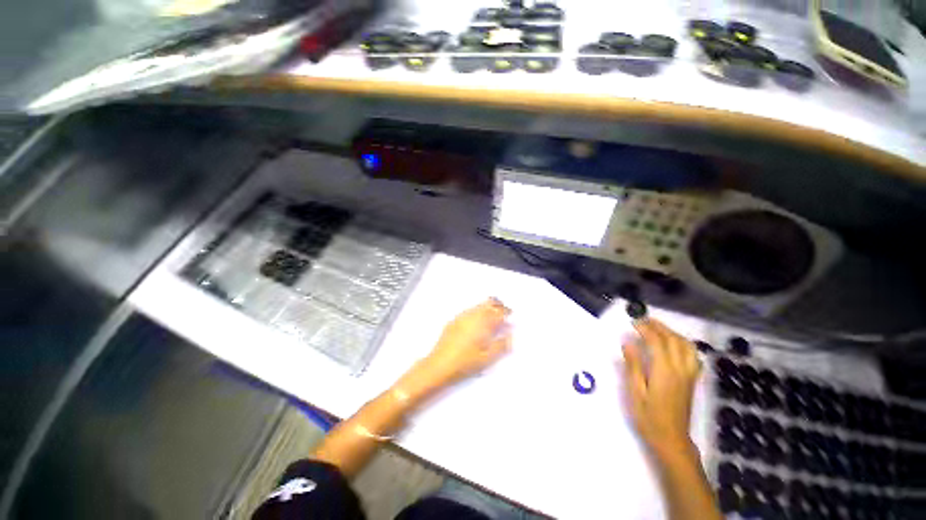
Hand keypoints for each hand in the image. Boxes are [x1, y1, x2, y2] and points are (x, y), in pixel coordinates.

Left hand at [419, 298, 512, 386]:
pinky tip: (476, 322)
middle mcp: (473, 316)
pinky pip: (469, 310)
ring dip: (487, 308)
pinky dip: (476, 312)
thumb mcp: (488, 358)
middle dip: (497, 305)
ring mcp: (462, 317)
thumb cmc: (466, 363)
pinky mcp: (454, 321)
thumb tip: (510, 336)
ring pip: (478, 306)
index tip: (510, 315)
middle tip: (502, 312)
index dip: (506, 311)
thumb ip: (502, 345)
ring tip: (490, 318)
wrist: (440, 365)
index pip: (498, 311)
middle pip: (488, 303)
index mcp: (483, 323)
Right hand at [622, 318, 701, 457]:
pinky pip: (693, 356)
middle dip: (659, 326)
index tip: (633, 322)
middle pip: (674, 340)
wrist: (671, 439)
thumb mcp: (635, 392)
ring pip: (687, 346)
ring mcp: (689, 375)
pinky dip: (684, 344)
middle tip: (643, 320)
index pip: (657, 342)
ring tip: (658, 328)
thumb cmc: (648, 417)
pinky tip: (675, 345)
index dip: (645, 329)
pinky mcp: (692, 380)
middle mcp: (680, 369)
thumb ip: (633, 366)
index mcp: (664, 372)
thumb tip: (628, 343)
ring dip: (672, 333)